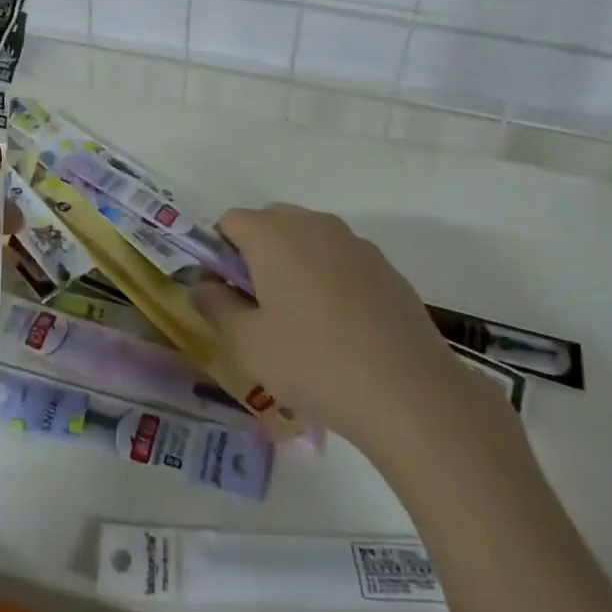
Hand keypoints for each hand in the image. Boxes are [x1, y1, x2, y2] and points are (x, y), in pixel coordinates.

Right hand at [195, 204, 501, 448]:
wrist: (408, 391)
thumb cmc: (313, 362)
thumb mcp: (248, 343)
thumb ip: (216, 305)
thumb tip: (203, 283)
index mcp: (273, 234)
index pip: (230, 221)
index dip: (220, 253)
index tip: (227, 294)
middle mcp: (313, 224)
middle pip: (271, 223)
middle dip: (257, 254)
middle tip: (260, 308)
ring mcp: (354, 242)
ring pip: (309, 239)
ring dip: (295, 264)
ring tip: (303, 322)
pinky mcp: (385, 266)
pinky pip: (341, 259)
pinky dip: (330, 278)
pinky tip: (342, 328)